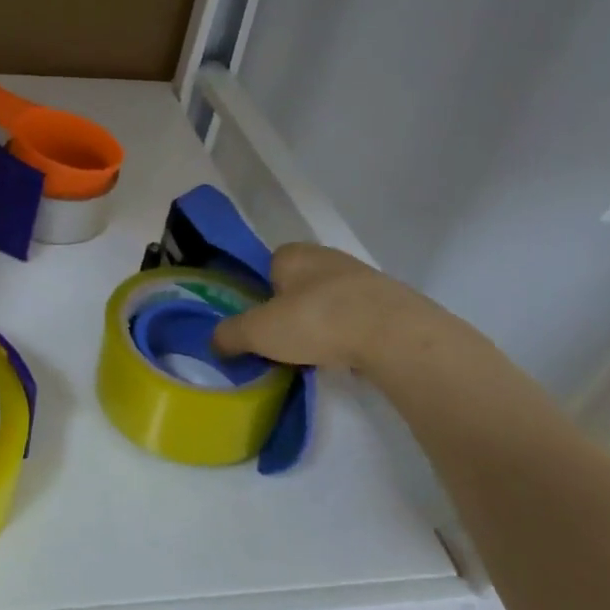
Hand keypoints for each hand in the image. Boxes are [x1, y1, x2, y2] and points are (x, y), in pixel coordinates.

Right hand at [212, 244, 453, 378]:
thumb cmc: (315, 321)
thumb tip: (215, 341)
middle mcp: (328, 256)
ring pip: (331, 300)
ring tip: (316, 353)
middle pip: (300, 284)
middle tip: (285, 340)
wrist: (394, 335)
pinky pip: (359, 317)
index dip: (262, 293)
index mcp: (293, 254)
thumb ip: (230, 334)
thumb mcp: (258, 332)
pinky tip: (347, 355)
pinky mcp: (392, 302)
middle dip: (293, 308)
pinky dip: (351, 333)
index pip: (269, 266)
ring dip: (324, 322)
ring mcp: (364, 277)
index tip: (261, 322)